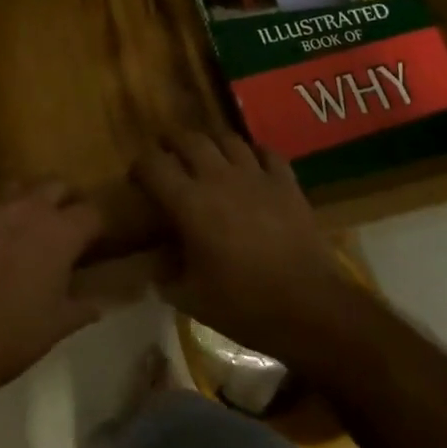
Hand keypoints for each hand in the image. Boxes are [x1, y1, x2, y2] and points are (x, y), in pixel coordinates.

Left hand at [0, 182, 102, 406]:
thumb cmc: (11, 335)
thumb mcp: (57, 326)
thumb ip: (82, 307)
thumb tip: (97, 303)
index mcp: (60, 233)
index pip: (92, 212)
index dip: (95, 226)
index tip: (93, 242)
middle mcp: (28, 209)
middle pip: (56, 185)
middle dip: (64, 201)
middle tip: (62, 229)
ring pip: (18, 189)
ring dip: (26, 204)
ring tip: (23, 231)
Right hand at [133, 131, 355, 367]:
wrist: (309, 308)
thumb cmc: (244, 305)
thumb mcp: (192, 298)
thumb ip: (166, 277)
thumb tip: (154, 268)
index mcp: (189, 203)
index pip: (154, 165)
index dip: (141, 165)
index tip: (138, 177)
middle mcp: (218, 178)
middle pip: (189, 140)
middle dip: (173, 143)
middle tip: (168, 154)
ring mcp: (256, 176)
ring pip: (227, 139)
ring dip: (212, 143)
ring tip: (208, 155)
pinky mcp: (286, 183)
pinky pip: (268, 153)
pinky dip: (255, 153)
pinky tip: (252, 163)